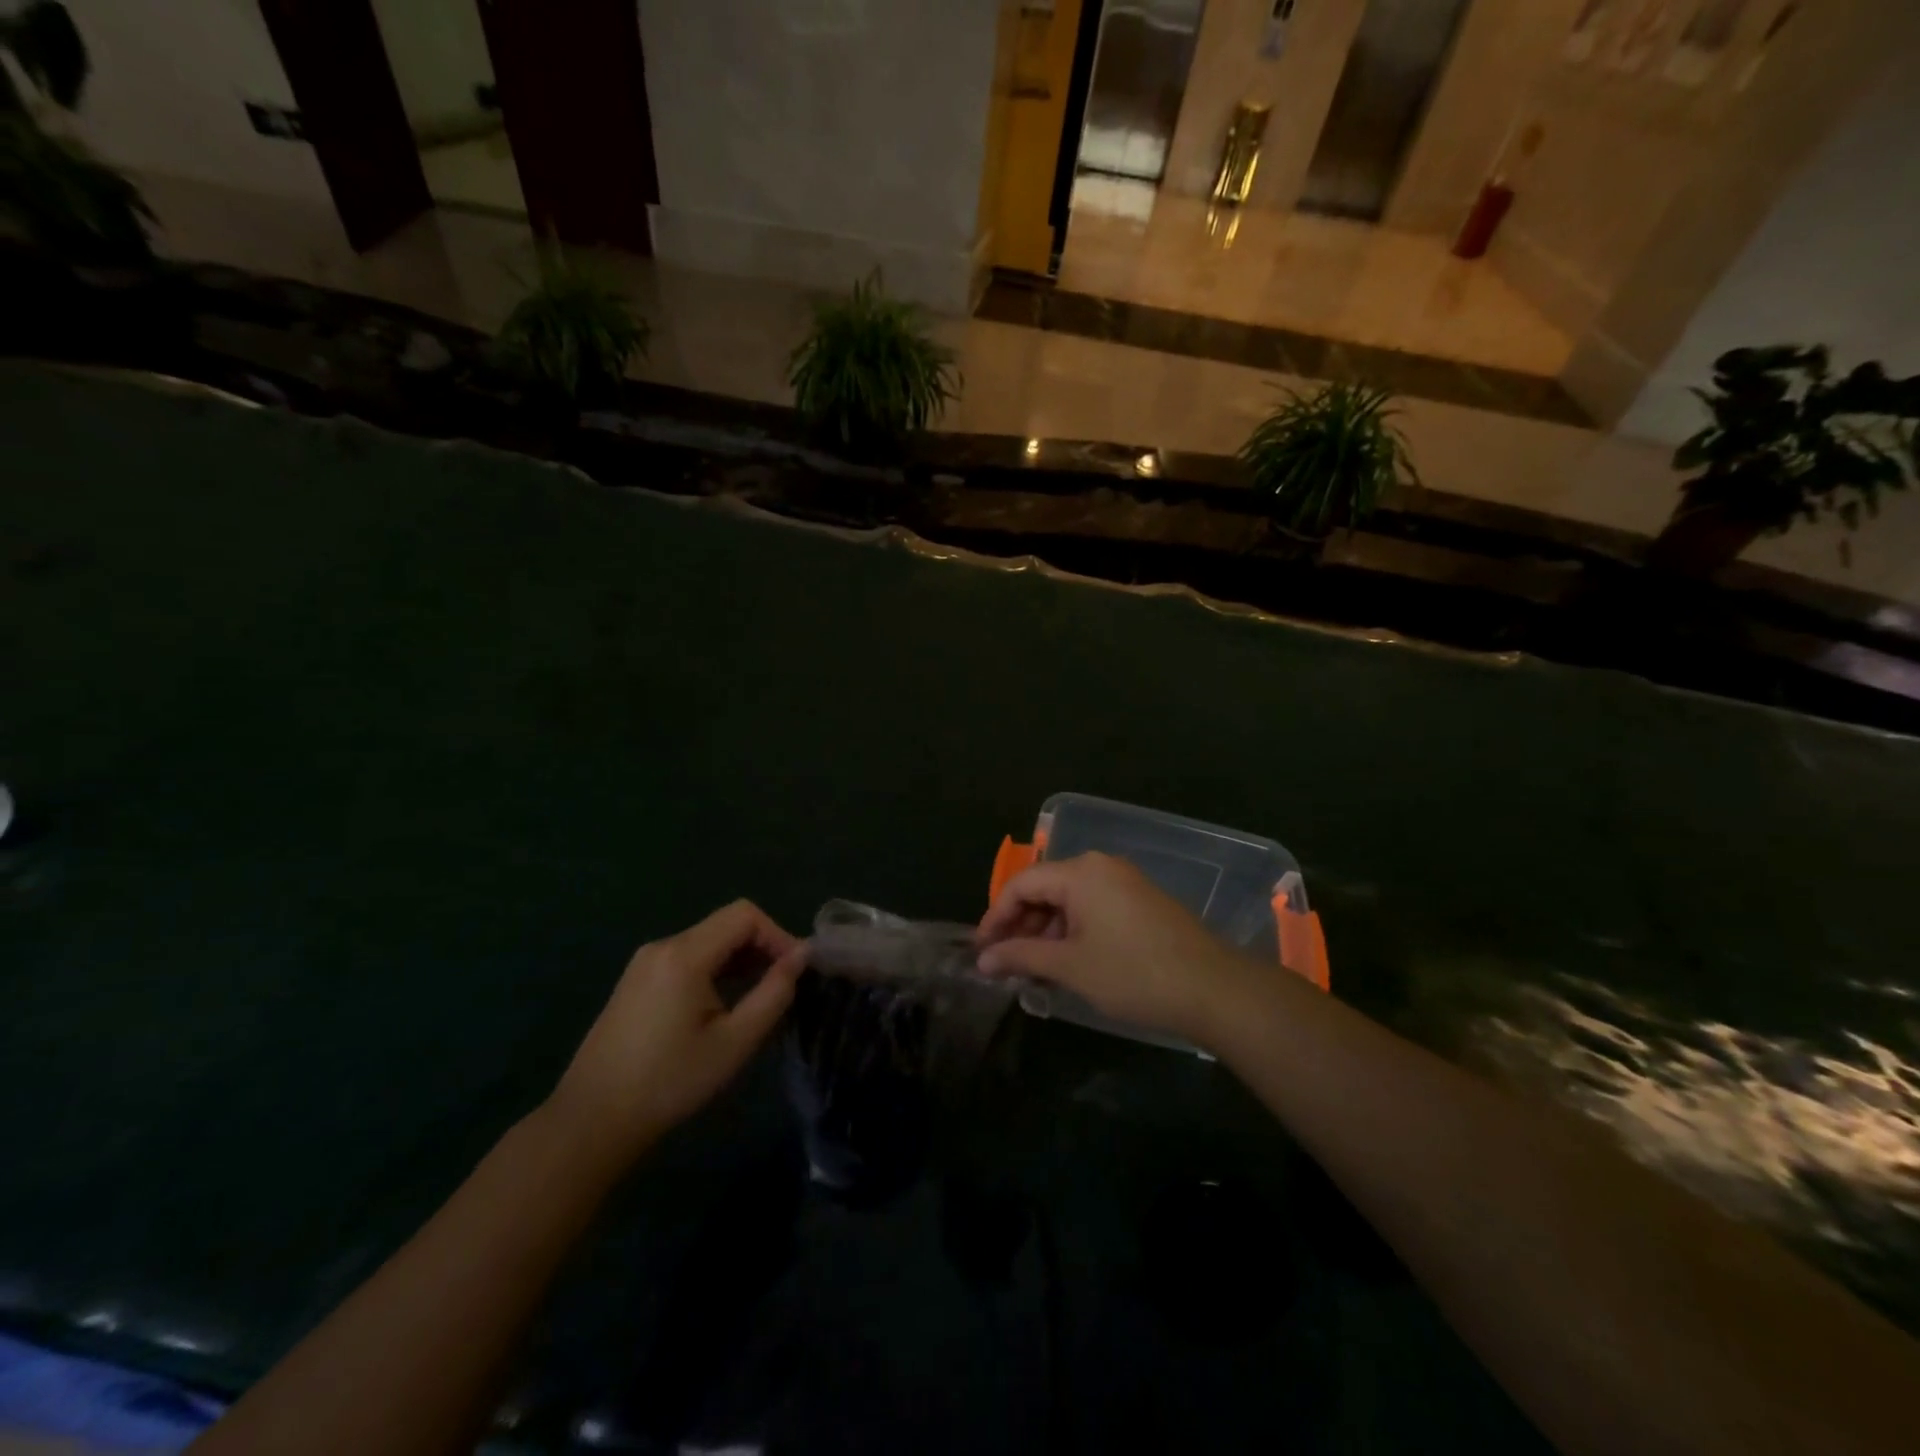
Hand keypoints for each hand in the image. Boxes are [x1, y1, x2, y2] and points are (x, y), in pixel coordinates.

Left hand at [547, 900, 802, 1166]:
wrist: (592, 1121)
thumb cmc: (670, 1082)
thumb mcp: (734, 1041)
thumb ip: (774, 993)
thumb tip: (802, 956)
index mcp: (684, 955)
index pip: (745, 915)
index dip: (778, 935)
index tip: (796, 971)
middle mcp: (663, 946)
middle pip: (726, 924)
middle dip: (762, 946)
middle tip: (783, 985)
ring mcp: (645, 962)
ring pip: (708, 940)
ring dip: (740, 959)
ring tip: (759, 996)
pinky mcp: (636, 980)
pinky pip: (688, 957)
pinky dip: (716, 968)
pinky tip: (723, 1003)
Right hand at [975, 852, 1260, 1046]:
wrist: (1214, 989)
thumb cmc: (1133, 974)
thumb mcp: (1070, 966)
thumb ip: (1021, 956)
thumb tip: (983, 959)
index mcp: (1080, 872)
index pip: (1021, 884)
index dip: (995, 917)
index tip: (981, 951)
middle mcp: (1100, 866)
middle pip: (1044, 889)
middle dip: (1020, 926)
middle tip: (1005, 964)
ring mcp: (1124, 882)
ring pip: (1068, 901)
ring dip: (1046, 933)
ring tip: (1034, 971)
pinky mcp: (1141, 901)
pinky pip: (1092, 908)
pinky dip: (1072, 932)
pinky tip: (1067, 963)